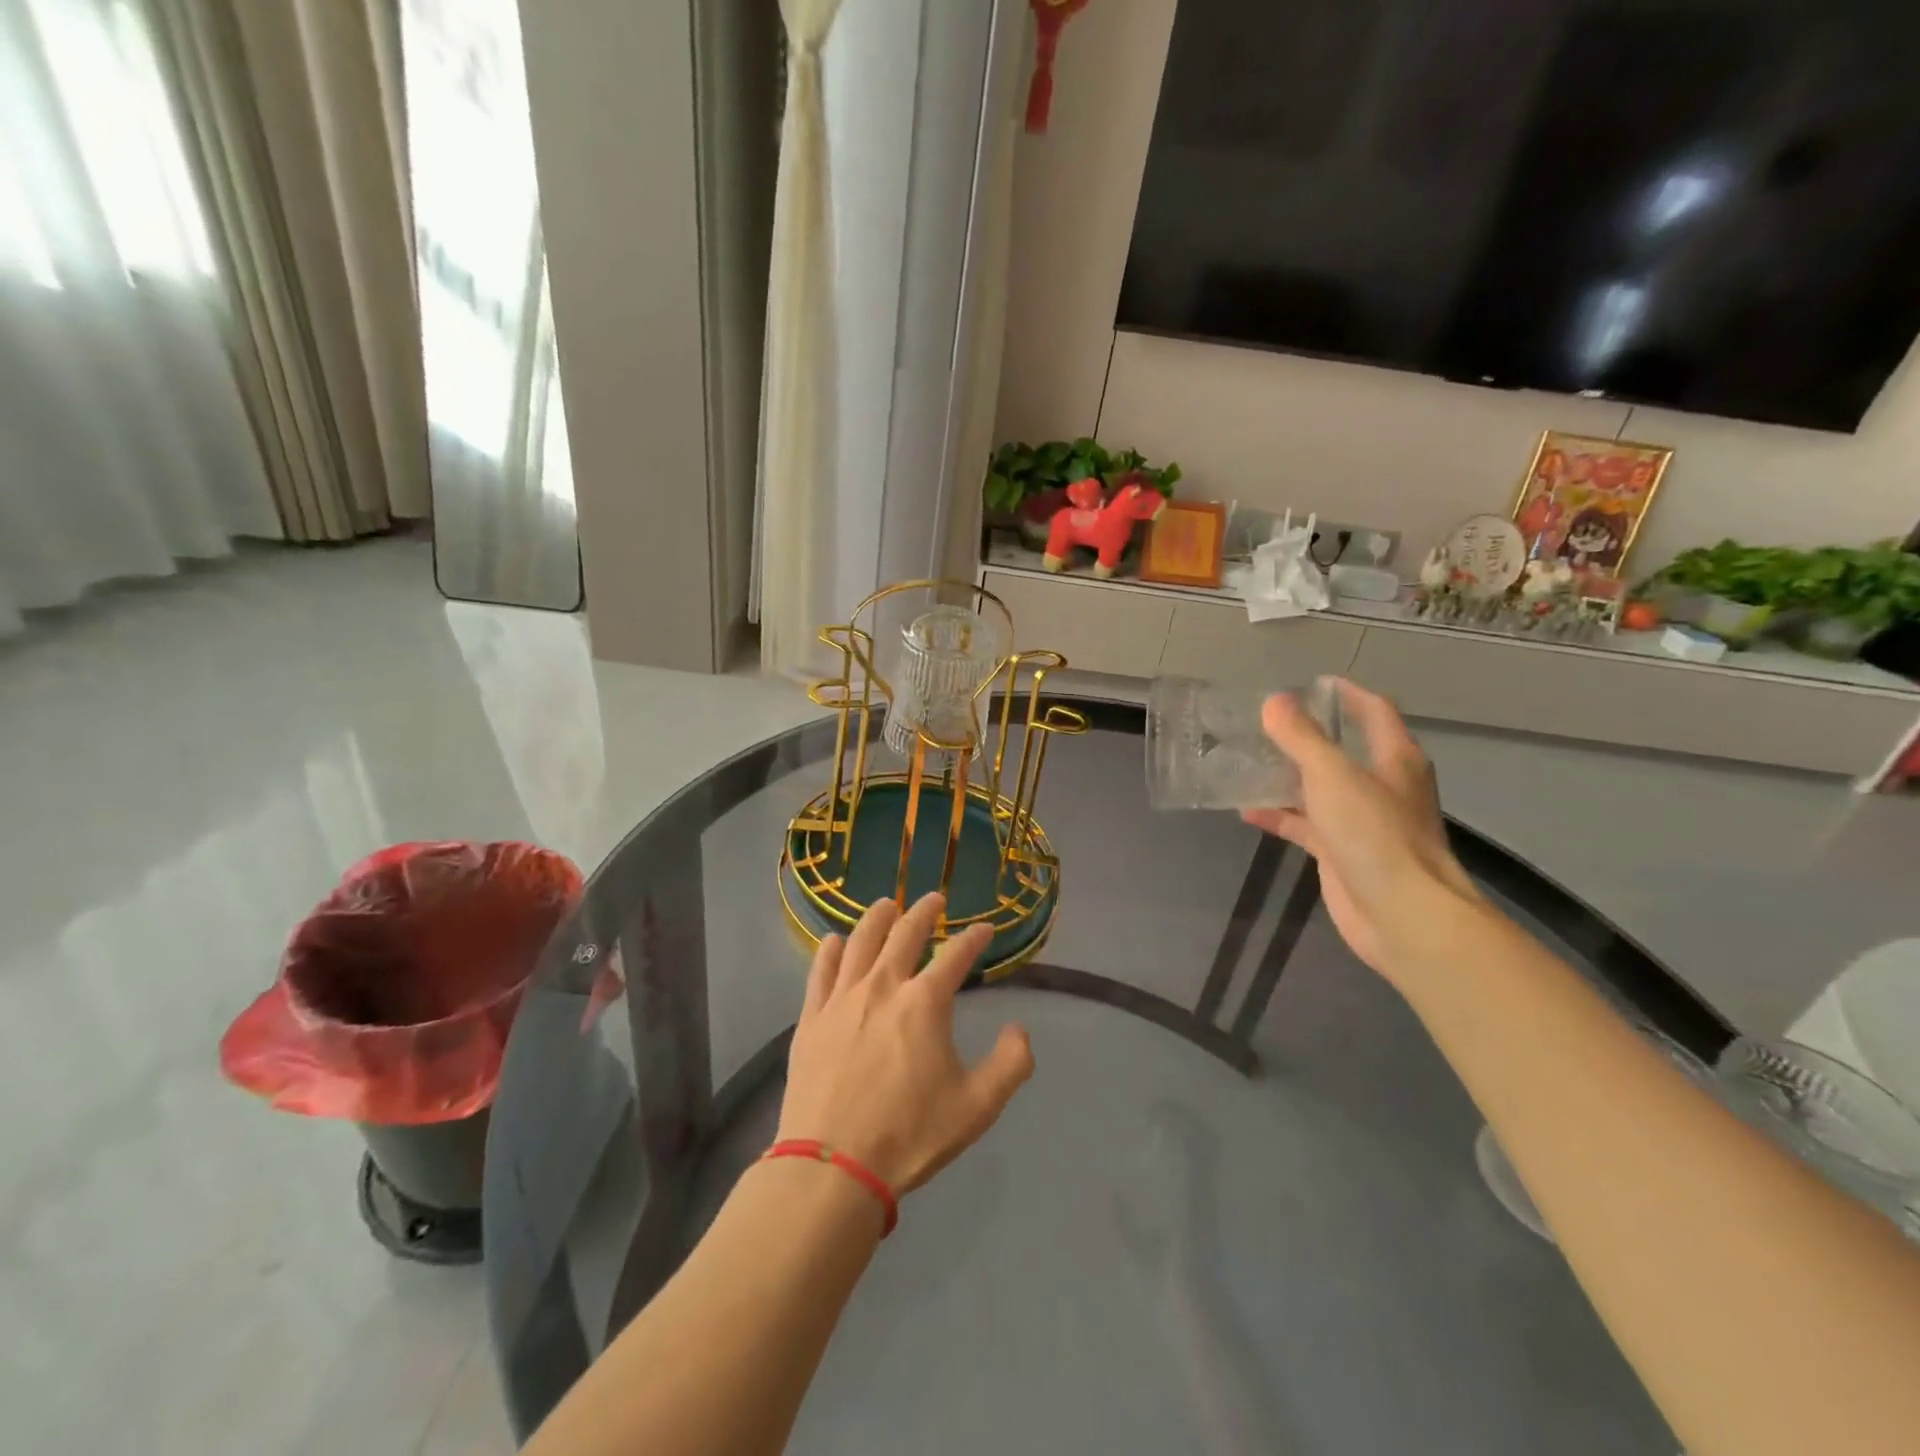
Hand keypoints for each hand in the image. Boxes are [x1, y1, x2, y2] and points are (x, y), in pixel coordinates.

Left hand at [777, 893, 1033, 1194]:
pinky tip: (835, 941)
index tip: (985, 928)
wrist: (833, 1167)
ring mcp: (842, 999)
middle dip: (924, 912)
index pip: (956, 955)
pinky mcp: (811, 1018)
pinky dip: (831, 950)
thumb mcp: (978, 1107)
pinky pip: (821, 971)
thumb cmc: (910, 1135)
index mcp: (925, 1002)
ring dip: (877, 918)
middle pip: (905, 933)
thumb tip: (1019, 1029)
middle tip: (934, 899)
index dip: (975, 938)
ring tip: (887, 905)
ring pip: (861, 942)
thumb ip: (1011, 1063)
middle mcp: (883, 986)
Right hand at [1242, 679, 1479, 980]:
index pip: (1375, 711)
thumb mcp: (1332, 775)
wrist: (1401, 913)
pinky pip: (1306, 825)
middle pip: (1344, 750)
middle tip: (1266, 723)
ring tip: (1247, 761)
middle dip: (1309, 735)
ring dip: (1288, 776)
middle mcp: (1383, 786)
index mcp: (1395, 759)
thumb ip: (1301, 737)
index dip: (1347, 693)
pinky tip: (1247, 811)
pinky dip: (1280, 816)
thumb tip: (1274, 701)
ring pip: (1321, 789)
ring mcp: (1363, 822)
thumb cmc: (1374, 833)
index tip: (1312, 682)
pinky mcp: (1342, 853)